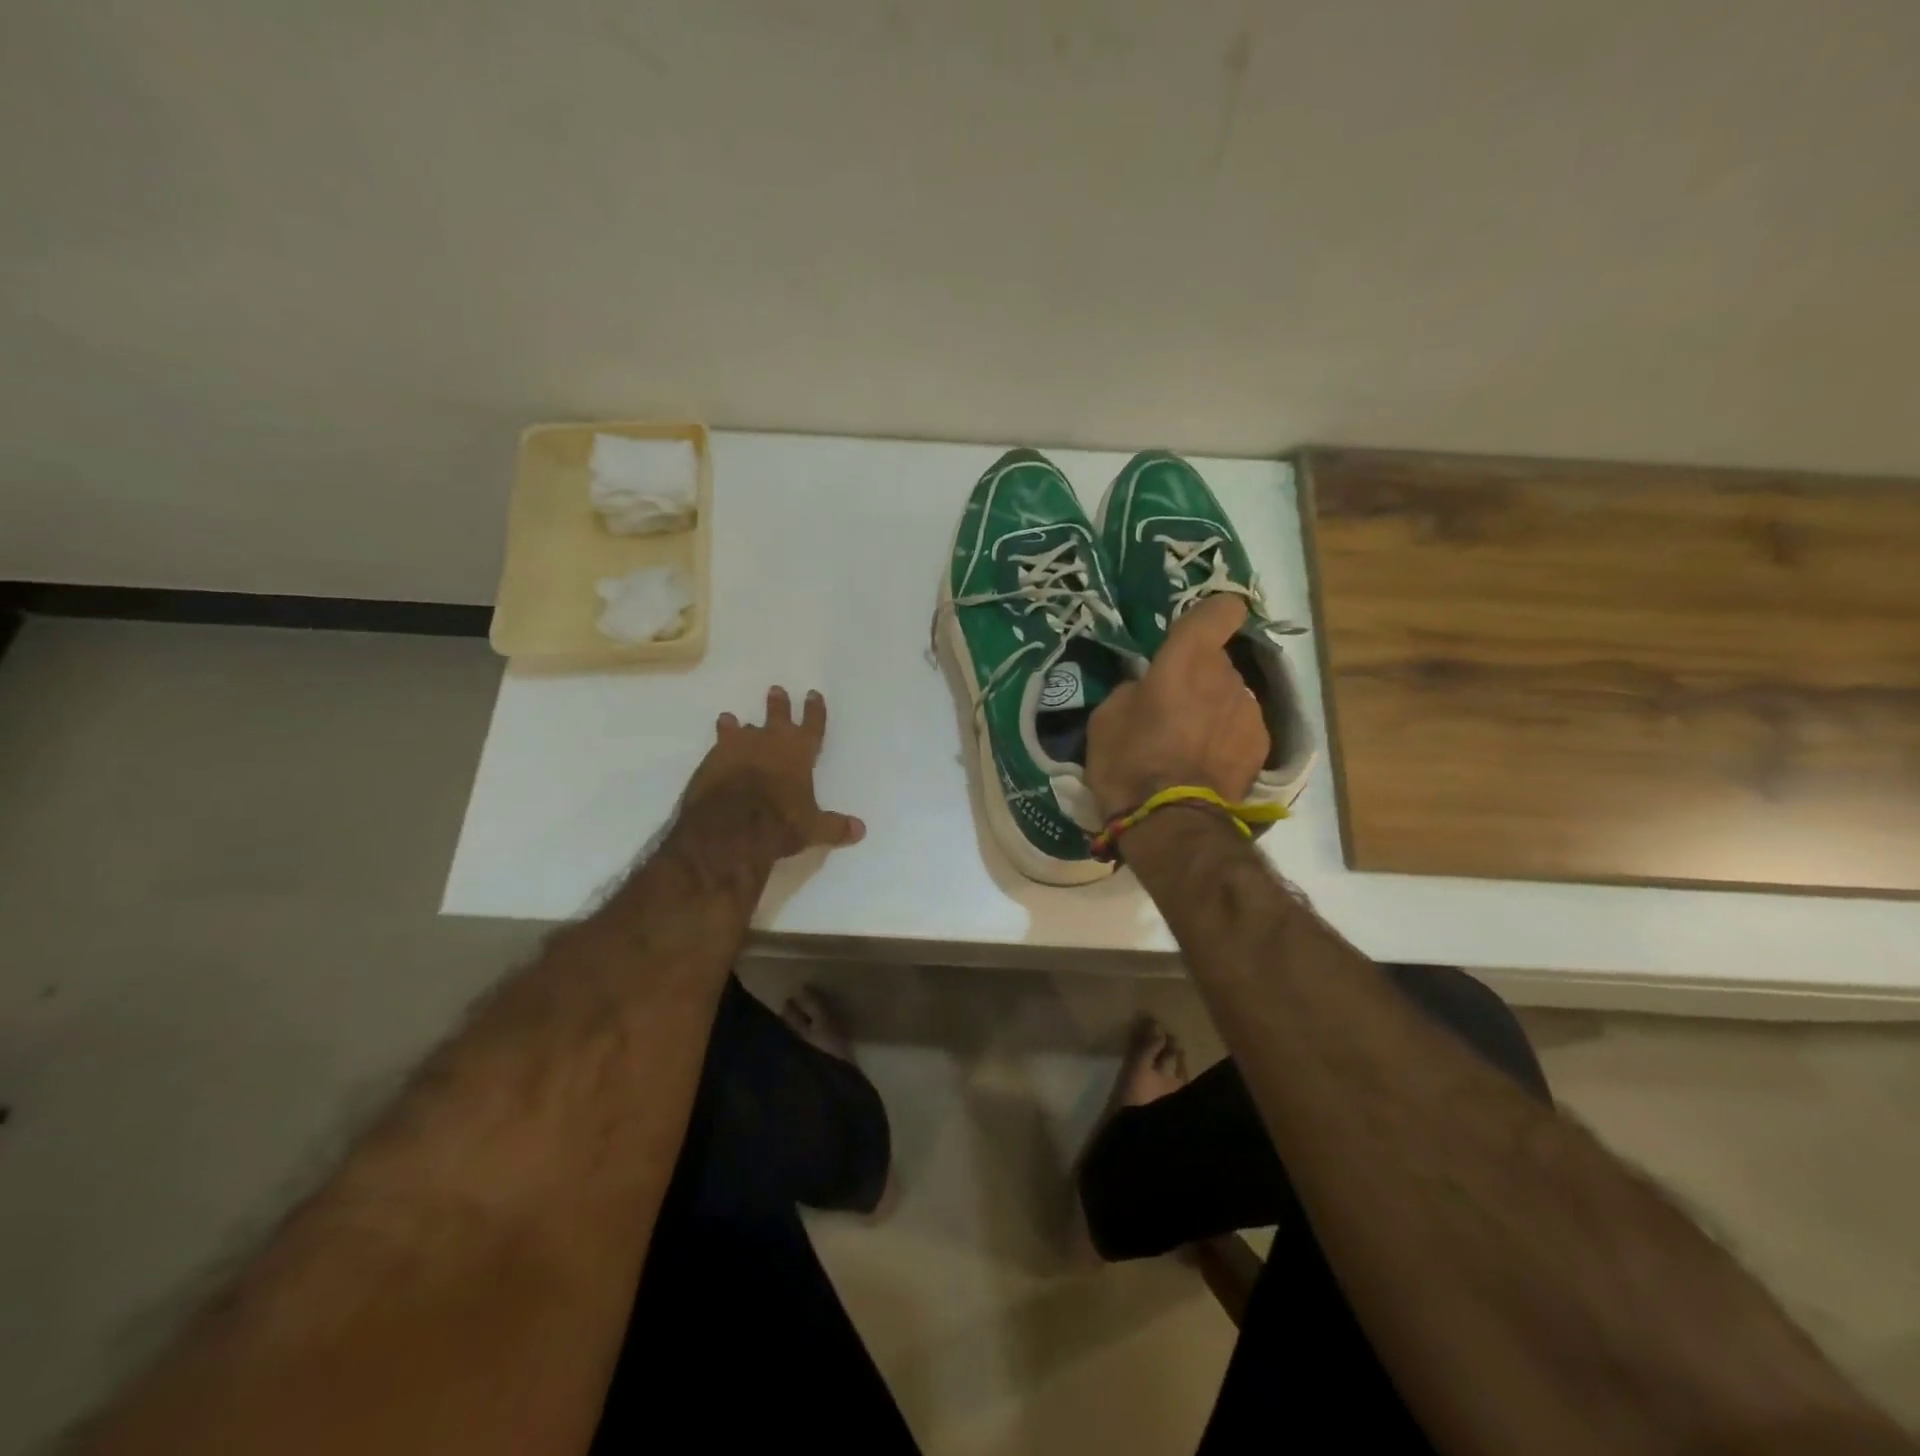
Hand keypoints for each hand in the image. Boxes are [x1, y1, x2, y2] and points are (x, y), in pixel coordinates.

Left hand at [682, 686, 866, 858]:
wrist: (729, 827)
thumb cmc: (779, 823)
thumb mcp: (812, 829)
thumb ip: (834, 826)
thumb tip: (861, 830)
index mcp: (800, 753)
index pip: (813, 725)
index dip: (815, 710)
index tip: (813, 694)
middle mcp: (770, 742)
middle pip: (777, 716)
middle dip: (778, 704)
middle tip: (775, 690)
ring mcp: (738, 748)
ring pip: (742, 728)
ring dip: (739, 724)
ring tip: (732, 718)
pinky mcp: (712, 760)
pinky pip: (718, 745)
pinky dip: (719, 744)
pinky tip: (716, 746)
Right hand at [1086, 595, 1269, 815]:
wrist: (1170, 822)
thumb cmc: (1129, 761)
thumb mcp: (1106, 717)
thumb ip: (1133, 689)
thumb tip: (1146, 688)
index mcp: (1187, 659)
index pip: (1220, 610)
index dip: (1213, 613)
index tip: (1196, 631)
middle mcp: (1226, 676)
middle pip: (1217, 661)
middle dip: (1198, 676)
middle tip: (1171, 707)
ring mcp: (1250, 711)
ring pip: (1230, 695)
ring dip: (1213, 708)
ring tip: (1188, 743)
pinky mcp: (1261, 745)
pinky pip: (1240, 727)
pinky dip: (1226, 737)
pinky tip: (1205, 764)